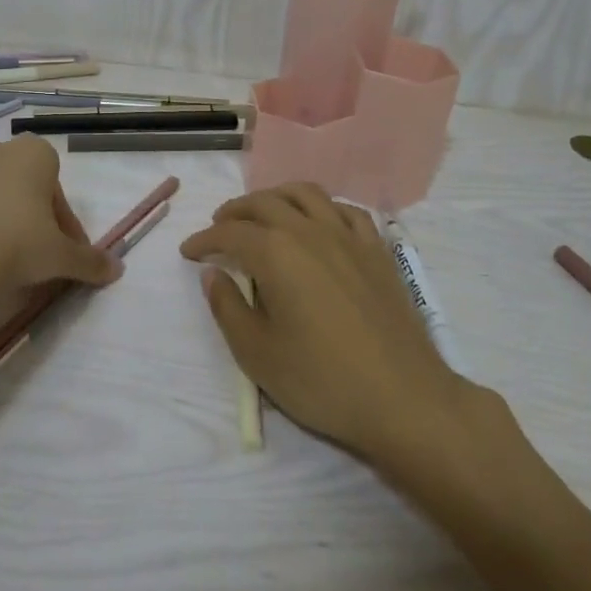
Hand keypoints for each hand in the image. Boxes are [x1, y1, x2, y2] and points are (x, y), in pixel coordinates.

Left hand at [0, 136, 119, 348]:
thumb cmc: (13, 246)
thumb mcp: (60, 258)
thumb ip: (90, 261)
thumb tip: (117, 270)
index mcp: (32, 155)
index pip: (56, 186)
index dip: (62, 222)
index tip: (60, 251)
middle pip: (16, 184)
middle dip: (24, 214)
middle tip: (27, 256)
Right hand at [179, 183, 475, 464]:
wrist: (402, 396)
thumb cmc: (321, 380)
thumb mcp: (257, 353)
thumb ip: (228, 307)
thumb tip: (214, 273)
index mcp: (276, 253)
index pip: (231, 232)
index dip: (205, 239)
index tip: (188, 251)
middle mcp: (311, 231)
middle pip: (266, 202)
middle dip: (236, 211)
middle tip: (219, 227)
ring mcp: (349, 236)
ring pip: (307, 194)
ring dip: (277, 197)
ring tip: (263, 214)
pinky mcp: (378, 250)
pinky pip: (346, 211)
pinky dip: (322, 208)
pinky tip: (318, 224)